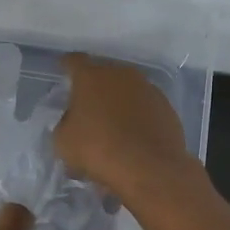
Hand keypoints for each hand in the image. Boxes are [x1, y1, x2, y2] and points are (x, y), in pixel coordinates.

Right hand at [53, 53, 193, 199]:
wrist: (148, 168)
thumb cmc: (97, 149)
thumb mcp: (63, 140)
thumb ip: (66, 122)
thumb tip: (74, 120)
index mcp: (91, 76)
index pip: (74, 61)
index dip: (67, 65)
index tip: (63, 70)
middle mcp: (121, 74)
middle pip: (103, 72)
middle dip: (94, 85)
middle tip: (86, 103)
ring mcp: (147, 88)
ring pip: (126, 88)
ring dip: (118, 99)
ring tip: (112, 122)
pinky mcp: (166, 107)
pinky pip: (144, 106)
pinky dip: (137, 115)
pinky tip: (133, 134)